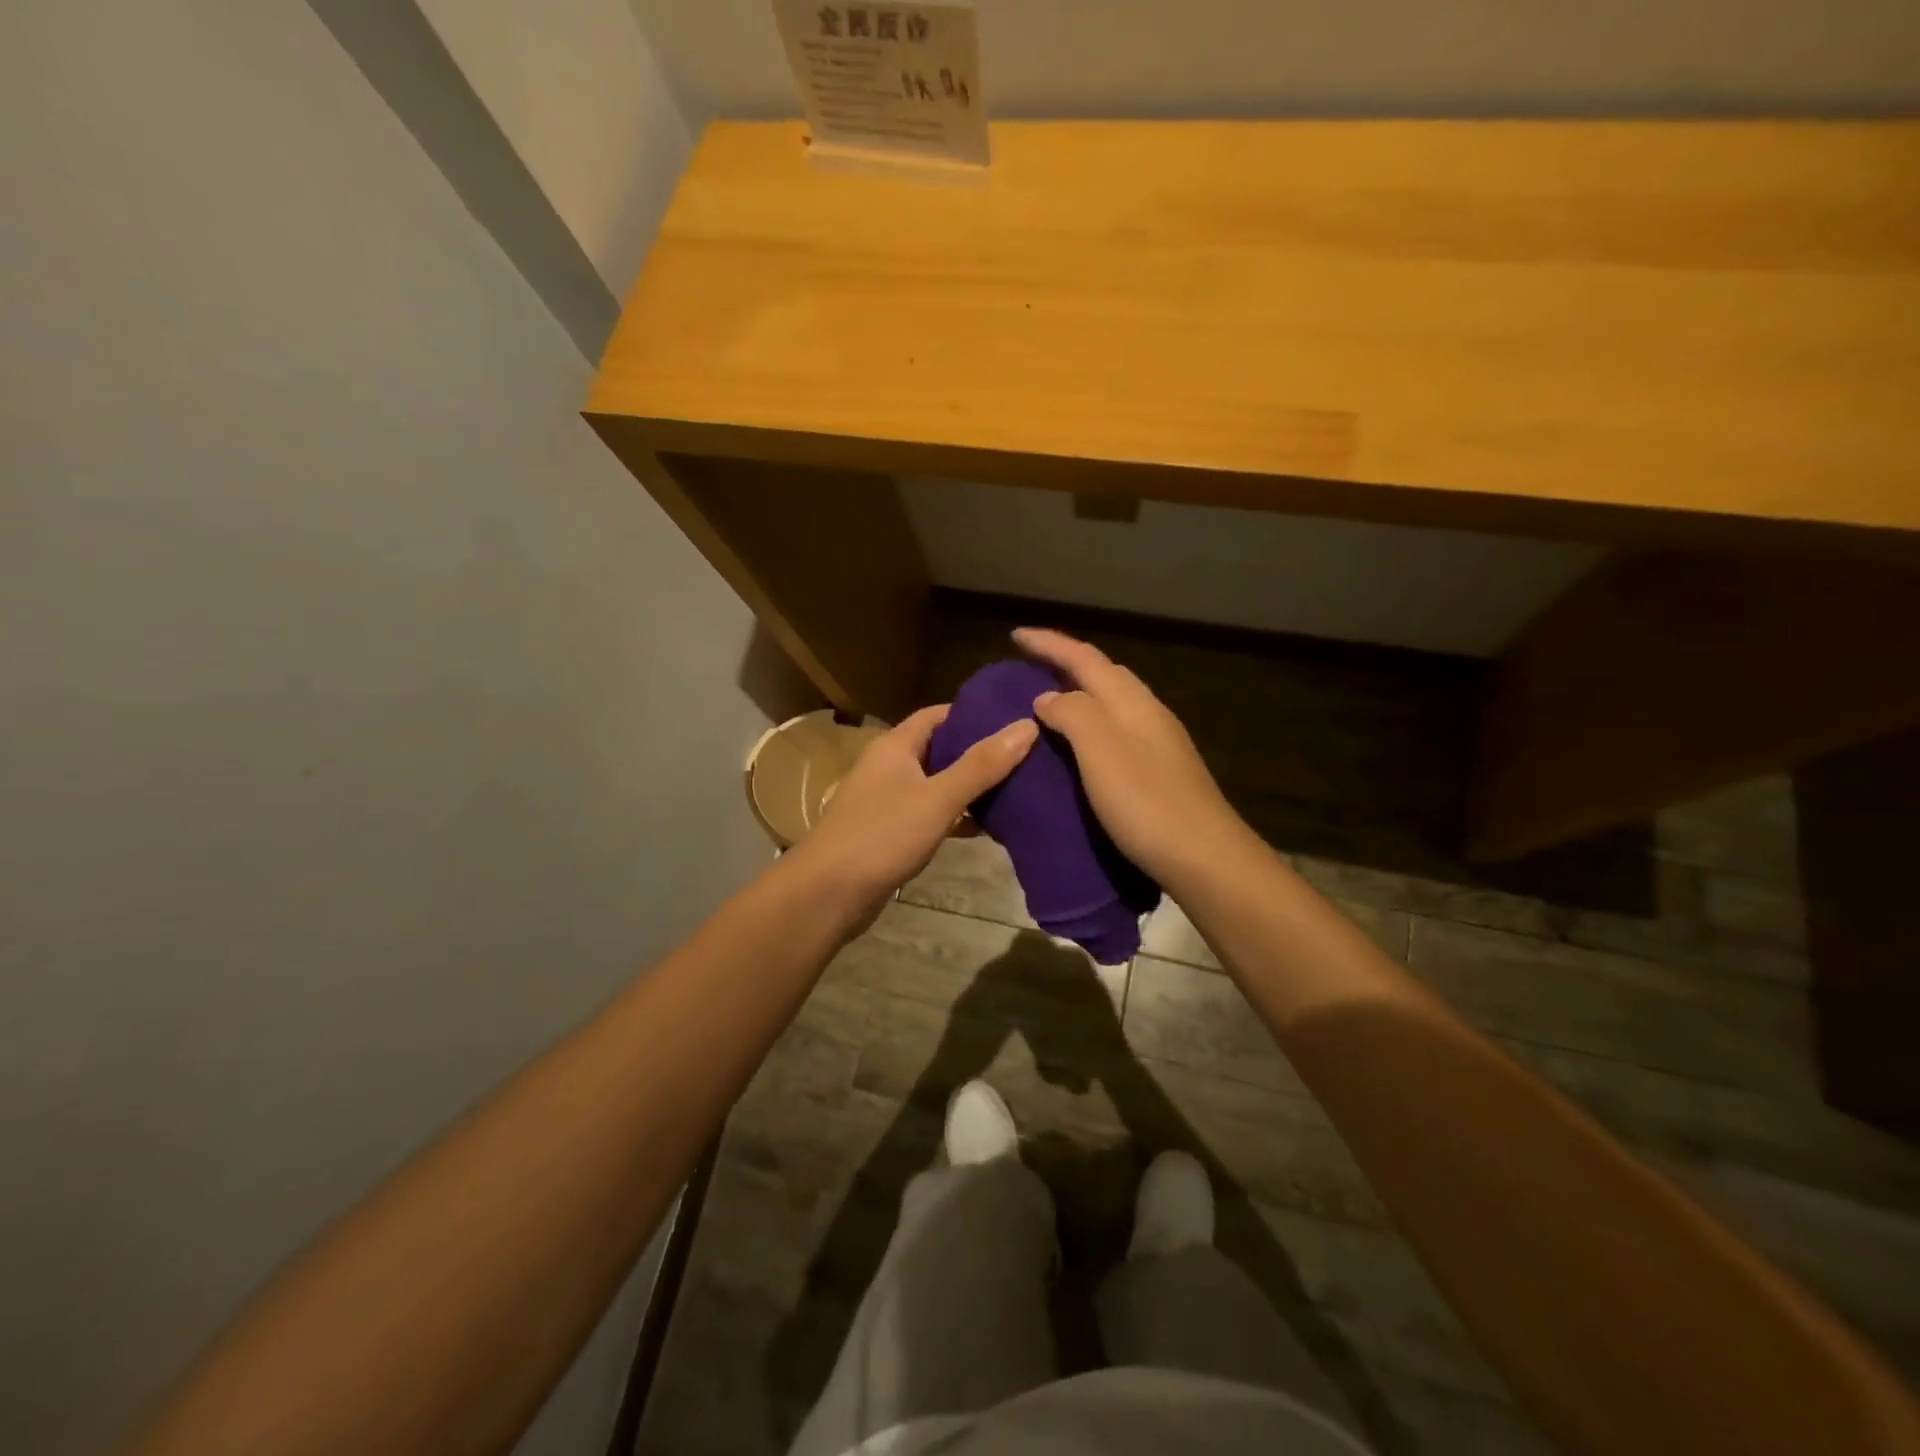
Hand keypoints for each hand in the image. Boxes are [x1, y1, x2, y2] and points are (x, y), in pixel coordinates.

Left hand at [790, 704, 1037, 924]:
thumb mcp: (937, 798)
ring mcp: (889, 800)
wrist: (828, 894)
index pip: (939, 714)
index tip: (1014, 718)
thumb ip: (981, 765)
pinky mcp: (891, 832)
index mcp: (896, 746)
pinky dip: (956, 816)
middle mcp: (890, 766)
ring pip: (938, 783)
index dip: (975, 713)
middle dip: (979, 751)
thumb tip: (1027, 725)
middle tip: (1026, 755)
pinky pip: (931, 813)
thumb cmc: (881, 836)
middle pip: (941, 748)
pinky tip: (987, 827)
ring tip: (1018, 788)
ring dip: (970, 786)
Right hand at [1016, 627, 1248, 891]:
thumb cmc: (1147, 802)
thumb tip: (1047, 697)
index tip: (1015, 635)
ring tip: (1047, 705)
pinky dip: (1091, 726)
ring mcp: (1159, 744)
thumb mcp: (1100, 751)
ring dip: (1080, 694)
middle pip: (1104, 674)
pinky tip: (1079, 749)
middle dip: (1067, 662)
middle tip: (1030, 668)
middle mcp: (1148, 714)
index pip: (1084, 658)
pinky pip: (1117, 731)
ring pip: (1113, 703)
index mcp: (1131, 702)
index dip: (1049, 643)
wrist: (1205, 858)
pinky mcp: (1161, 772)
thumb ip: (1072, 714)